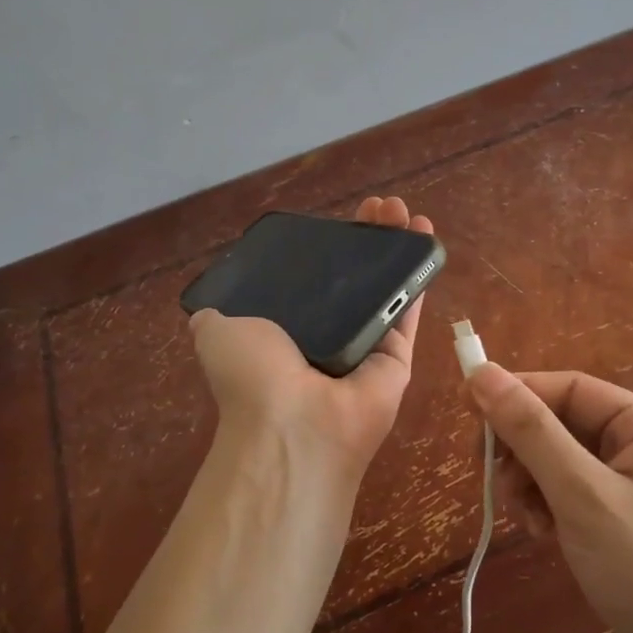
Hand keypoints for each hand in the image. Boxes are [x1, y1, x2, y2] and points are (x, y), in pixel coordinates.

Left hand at [190, 197, 431, 491]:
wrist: (294, 425)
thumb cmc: (253, 373)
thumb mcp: (217, 331)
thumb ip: (217, 316)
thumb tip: (209, 311)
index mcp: (287, 330)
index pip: (314, 279)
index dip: (329, 246)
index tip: (340, 218)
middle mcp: (328, 336)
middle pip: (355, 278)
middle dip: (369, 238)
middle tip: (380, 207)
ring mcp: (366, 346)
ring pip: (386, 287)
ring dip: (397, 247)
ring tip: (403, 211)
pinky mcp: (398, 356)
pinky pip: (408, 309)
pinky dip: (419, 272)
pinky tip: (423, 235)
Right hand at [463, 365, 632, 632]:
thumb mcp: (583, 495)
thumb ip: (531, 431)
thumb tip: (481, 372)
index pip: (569, 388)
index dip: (516, 393)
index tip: (466, 410)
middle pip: (563, 424)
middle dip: (523, 449)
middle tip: (492, 477)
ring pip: (562, 463)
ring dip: (532, 483)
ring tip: (525, 518)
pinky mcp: (625, 525)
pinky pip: (573, 496)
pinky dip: (549, 509)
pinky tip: (543, 535)